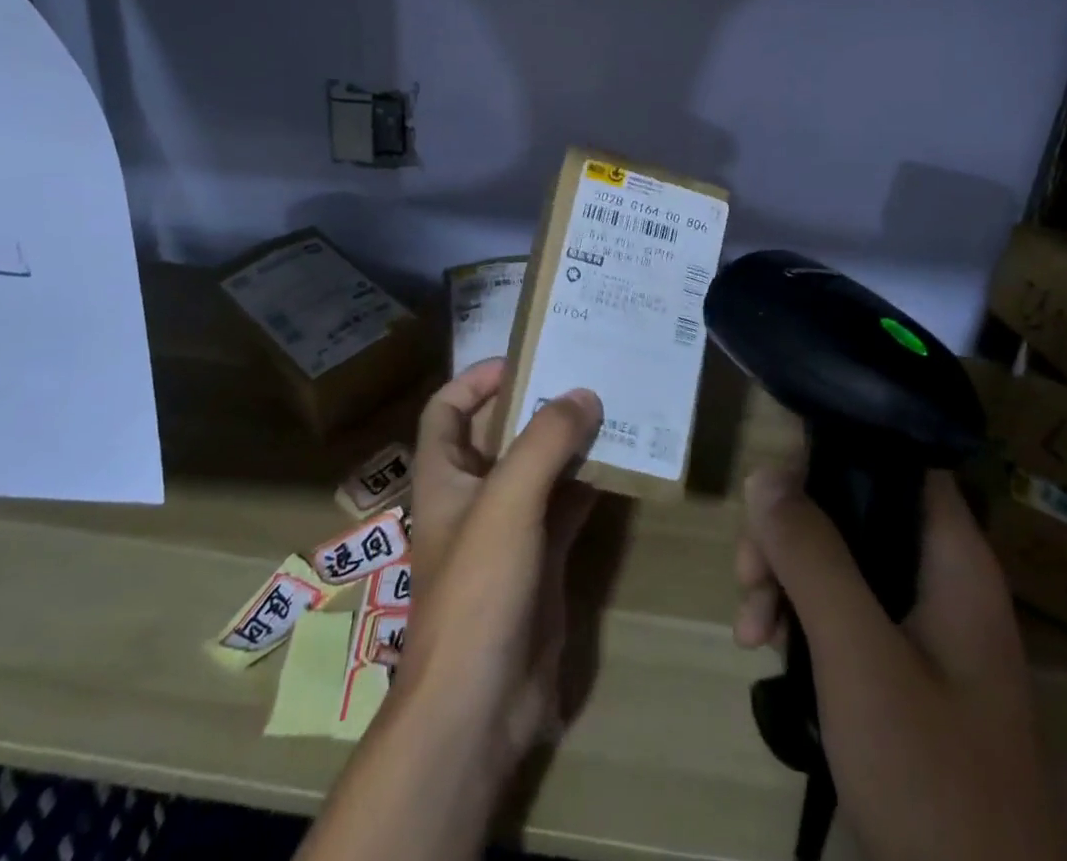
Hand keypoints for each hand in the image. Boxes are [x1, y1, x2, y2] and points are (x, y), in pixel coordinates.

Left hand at [395, 358, 602, 775]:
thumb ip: (545, 441)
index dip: (477, 379)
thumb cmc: (478, 588)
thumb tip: (583, 393)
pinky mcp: (539, 561)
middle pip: (500, 434)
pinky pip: (565, 507)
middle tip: (586, 373)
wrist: (479, 706)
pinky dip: (589, 485)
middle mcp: (473, 496)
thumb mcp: (508, 501)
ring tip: (612, 407)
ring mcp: (507, 530)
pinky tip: (622, 465)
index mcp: (444, 475)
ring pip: (539, 470)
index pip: (447, 409)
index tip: (527, 359)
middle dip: (537, 405)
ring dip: (570, 443)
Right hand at [736, 468, 1066, 860]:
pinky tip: (765, 650)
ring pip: (835, 557)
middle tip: (748, 577)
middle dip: (787, 532)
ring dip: (781, 578)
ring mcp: (918, 623)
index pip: (894, 459)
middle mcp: (938, 577)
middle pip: (850, 507)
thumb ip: (813, 557)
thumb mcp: (859, 656)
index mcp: (951, 558)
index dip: (832, 453)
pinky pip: (836, 606)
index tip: (771, 487)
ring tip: (751, 631)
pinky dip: (795, 617)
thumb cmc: (930, 775)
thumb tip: (766, 473)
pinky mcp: (898, 663)